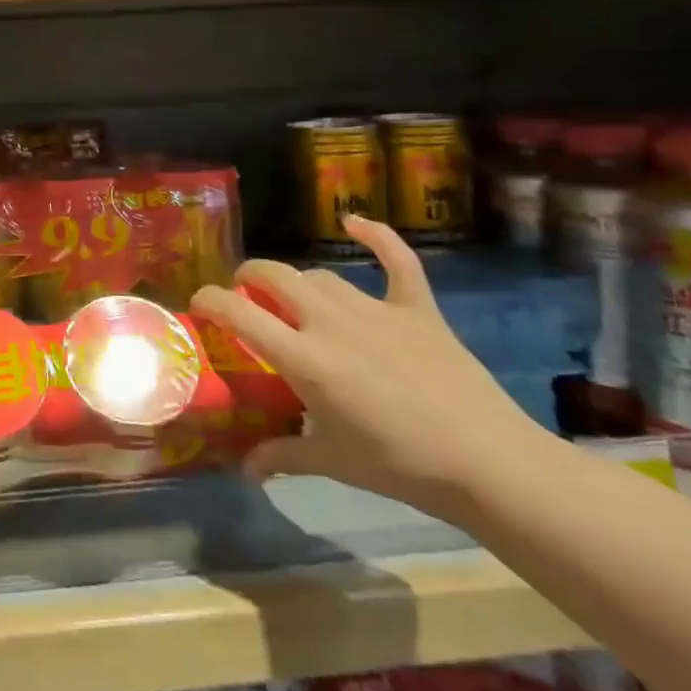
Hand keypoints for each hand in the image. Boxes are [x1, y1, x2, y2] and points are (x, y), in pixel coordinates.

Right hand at [190, 215, 553, 524]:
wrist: (490, 465)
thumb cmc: (401, 466)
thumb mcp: (332, 464)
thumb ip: (282, 455)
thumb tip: (245, 468)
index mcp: (304, 358)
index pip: (238, 311)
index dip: (209, 300)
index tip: (200, 305)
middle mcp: (330, 322)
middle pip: (273, 276)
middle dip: (248, 279)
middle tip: (245, 299)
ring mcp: (375, 309)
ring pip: (319, 275)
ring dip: (296, 281)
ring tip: (292, 299)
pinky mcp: (417, 308)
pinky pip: (396, 260)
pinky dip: (376, 237)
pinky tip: (354, 223)